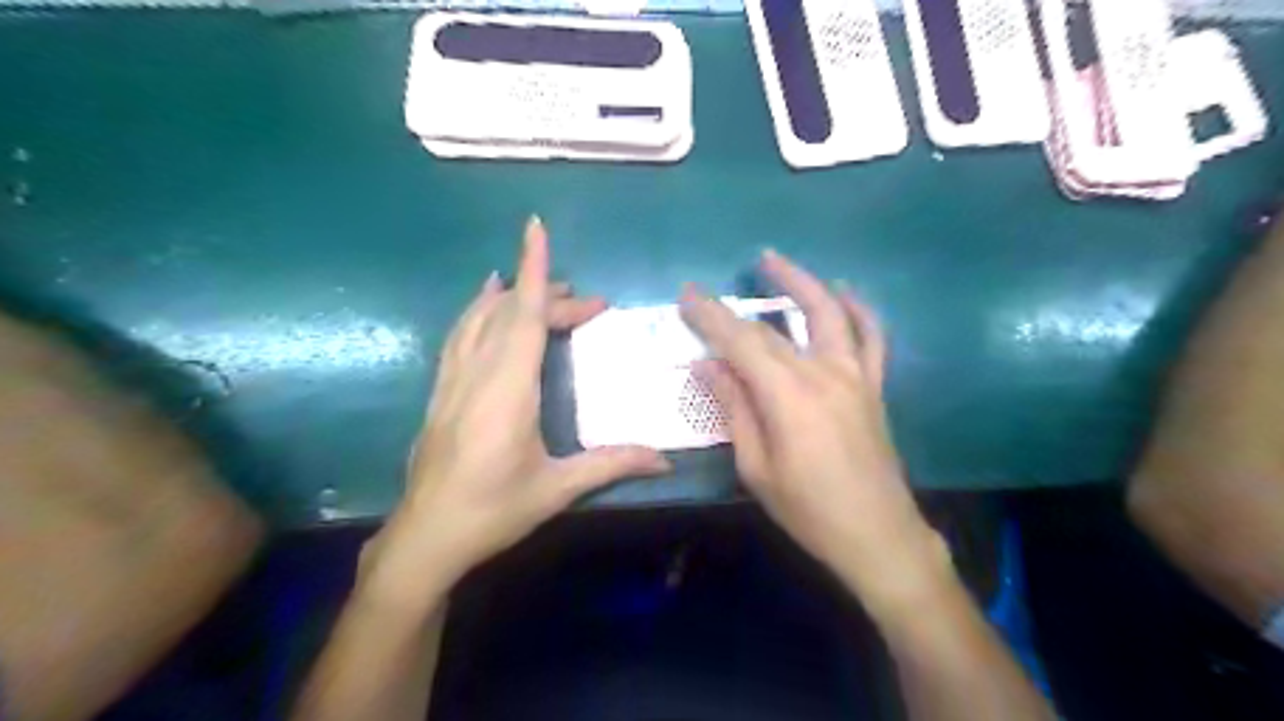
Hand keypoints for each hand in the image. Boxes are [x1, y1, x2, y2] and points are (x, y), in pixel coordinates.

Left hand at [355, 214, 667, 608]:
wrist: (425, 538)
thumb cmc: (493, 511)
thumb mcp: (556, 489)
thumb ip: (611, 465)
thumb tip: (665, 460)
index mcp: (508, 391)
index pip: (523, 316)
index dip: (533, 270)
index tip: (536, 228)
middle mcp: (477, 374)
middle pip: (511, 315)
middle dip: (550, 297)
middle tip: (590, 305)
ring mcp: (453, 381)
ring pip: (479, 319)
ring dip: (511, 297)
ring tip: (537, 284)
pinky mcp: (441, 392)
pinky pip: (460, 336)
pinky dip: (477, 311)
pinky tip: (485, 304)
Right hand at [681, 250, 952, 616]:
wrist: (878, 535)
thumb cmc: (809, 510)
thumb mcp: (756, 467)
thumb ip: (734, 409)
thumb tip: (707, 367)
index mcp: (788, 396)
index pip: (740, 342)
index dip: (711, 316)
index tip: (686, 296)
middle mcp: (823, 373)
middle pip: (772, 328)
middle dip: (734, 308)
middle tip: (705, 291)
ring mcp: (855, 375)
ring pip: (829, 313)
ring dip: (801, 282)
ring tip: (773, 261)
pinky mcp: (873, 385)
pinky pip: (871, 337)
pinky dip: (859, 310)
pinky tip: (845, 291)